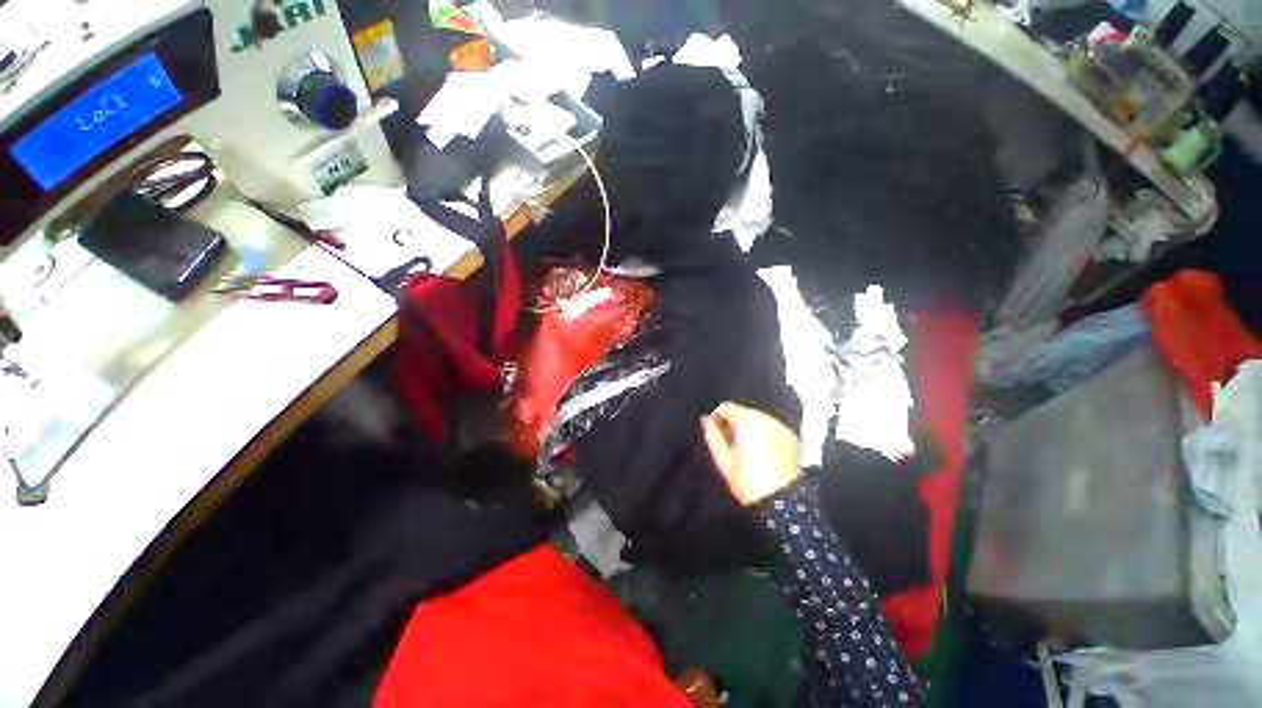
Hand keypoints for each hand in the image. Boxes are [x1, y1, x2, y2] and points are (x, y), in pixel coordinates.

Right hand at [700, 402, 800, 505]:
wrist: (783, 502)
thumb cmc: (749, 482)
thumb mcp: (723, 460)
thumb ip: (712, 435)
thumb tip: (706, 421)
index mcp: (746, 421)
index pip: (726, 407)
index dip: (716, 418)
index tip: (714, 431)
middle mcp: (765, 419)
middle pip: (743, 412)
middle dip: (733, 423)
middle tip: (728, 443)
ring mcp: (780, 427)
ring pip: (757, 419)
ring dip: (749, 429)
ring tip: (744, 449)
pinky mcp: (791, 437)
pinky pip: (771, 429)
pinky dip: (764, 435)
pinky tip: (761, 453)